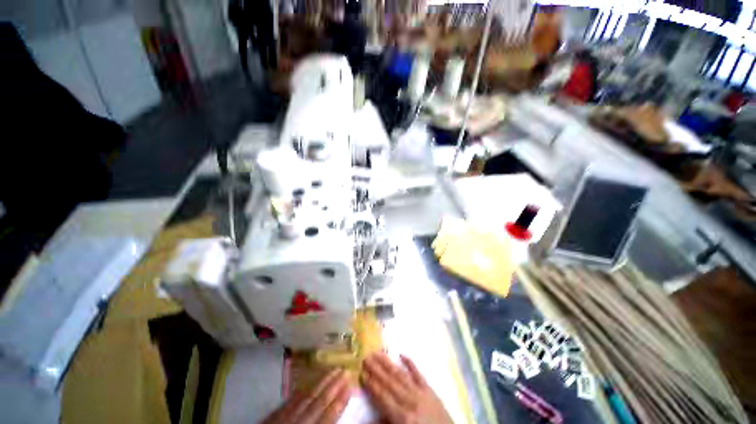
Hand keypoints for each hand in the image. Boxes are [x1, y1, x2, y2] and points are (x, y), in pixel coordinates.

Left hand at [262, 369, 352, 423]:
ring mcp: (283, 420)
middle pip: (318, 402)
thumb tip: (334, 417)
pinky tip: (306, 384)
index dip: (340, 401)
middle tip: (344, 370)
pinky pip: (288, 402)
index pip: (328, 417)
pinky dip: (299, 392)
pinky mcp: (271, 419)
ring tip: (332, 370)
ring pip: (306, 397)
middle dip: (333, 386)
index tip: (350, 386)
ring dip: (320, 383)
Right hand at [361, 353, 452, 423]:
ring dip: (388, 364)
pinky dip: (410, 363)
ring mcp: (422, 393)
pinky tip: (402, 354)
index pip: (383, 397)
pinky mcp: (431, 390)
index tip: (362, 372)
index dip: (372, 385)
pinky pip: (419, 374)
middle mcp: (411, 401)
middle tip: (366, 357)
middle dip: (377, 370)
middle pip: (390, 383)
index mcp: (403, 417)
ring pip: (401, 375)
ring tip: (378, 353)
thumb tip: (369, 418)